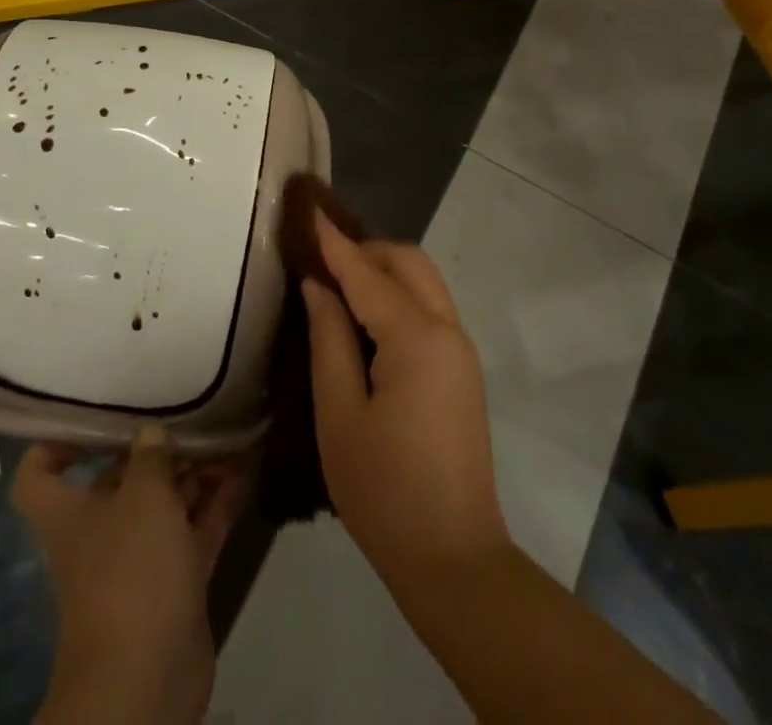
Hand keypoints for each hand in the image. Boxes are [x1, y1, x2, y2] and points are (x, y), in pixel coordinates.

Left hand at [13, 425, 246, 724]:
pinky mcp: (175, 584)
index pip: (40, 473)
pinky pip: (195, 532)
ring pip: (165, 506)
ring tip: (226, 437)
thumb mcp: (143, 496)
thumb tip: (151, 432)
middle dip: (153, 452)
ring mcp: (139, 561)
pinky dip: (216, 505)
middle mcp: (100, 534)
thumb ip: (150, 457)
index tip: (93, 419)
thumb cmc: (130, 571)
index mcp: (70, 513)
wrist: (148, 679)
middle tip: (188, 416)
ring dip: (193, 475)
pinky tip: (244, 474)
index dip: (57, 443)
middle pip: (118, 482)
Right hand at [303, 218, 510, 590]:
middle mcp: (447, 330)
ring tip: (338, 283)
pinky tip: (366, 317)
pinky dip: (398, 296)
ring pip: (423, 282)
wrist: (454, 559)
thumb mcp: (339, 414)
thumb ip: (328, 339)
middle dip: (365, 250)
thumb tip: (319, 286)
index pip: (367, 272)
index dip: (334, 242)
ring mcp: (461, 350)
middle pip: (408, 262)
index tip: (309, 211)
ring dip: (384, 270)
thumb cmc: (384, 490)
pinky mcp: (463, 370)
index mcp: (416, 338)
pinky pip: (429, 309)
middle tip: (321, 259)